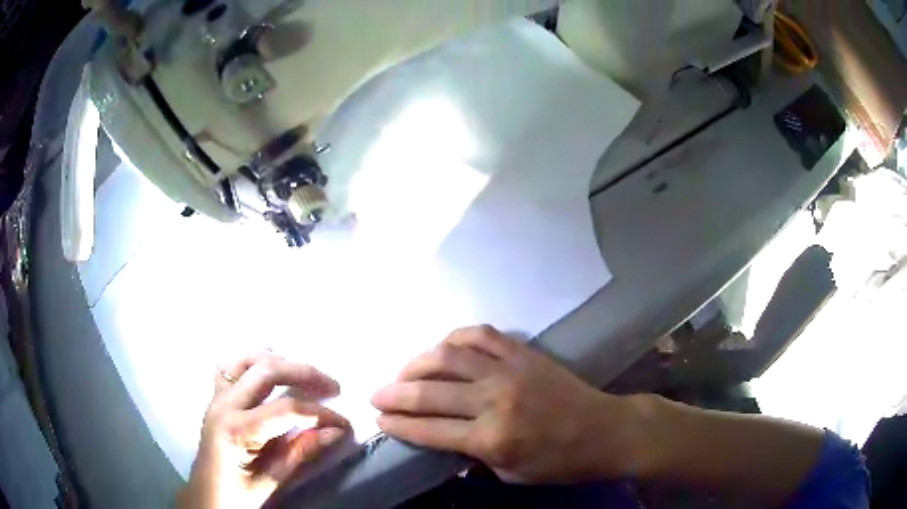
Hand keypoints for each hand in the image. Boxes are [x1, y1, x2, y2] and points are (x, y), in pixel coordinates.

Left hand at [179, 351, 350, 508]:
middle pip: (267, 371)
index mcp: (238, 431)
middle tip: (332, 386)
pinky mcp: (215, 396)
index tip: (343, 423)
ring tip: (302, 374)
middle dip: (304, 374)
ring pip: (247, 359)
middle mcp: (224, 405)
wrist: (206, 495)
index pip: (286, 409)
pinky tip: (266, 365)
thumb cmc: (238, 494)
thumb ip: (302, 452)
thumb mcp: (273, 480)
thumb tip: (336, 432)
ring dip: (279, 361)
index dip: (319, 413)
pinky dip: (251, 359)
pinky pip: (230, 365)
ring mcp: (217, 396)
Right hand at [371, 326, 639, 483]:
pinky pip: (481, 335)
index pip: (428, 429)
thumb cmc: (560, 462)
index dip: (397, 425)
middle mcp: (494, 401)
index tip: (377, 419)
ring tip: (404, 372)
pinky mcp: (524, 353)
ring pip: (448, 356)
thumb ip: (473, 456)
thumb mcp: (511, 474)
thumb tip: (442, 440)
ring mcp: (510, 371)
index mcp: (491, 439)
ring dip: (417, 362)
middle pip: (429, 391)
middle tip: (377, 395)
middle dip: (394, 394)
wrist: (606, 431)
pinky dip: (455, 337)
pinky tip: (444, 346)